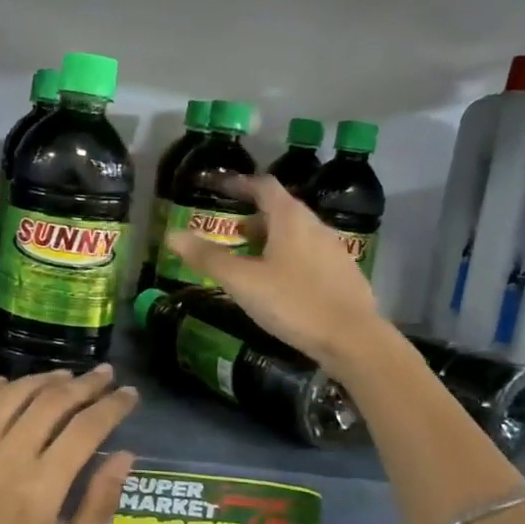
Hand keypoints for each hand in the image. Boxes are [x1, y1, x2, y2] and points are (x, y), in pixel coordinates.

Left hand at [0, 366, 137, 523]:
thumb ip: (98, 506)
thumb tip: (125, 455)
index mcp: (41, 489)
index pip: (87, 428)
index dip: (113, 406)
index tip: (128, 394)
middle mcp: (3, 459)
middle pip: (52, 402)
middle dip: (85, 384)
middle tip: (103, 376)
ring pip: (10, 395)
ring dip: (42, 379)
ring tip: (63, 377)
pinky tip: (1, 385)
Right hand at [163, 173, 389, 374]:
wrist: (353, 339)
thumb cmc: (293, 303)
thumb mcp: (243, 282)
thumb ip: (208, 257)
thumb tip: (172, 235)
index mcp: (291, 219)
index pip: (263, 186)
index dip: (239, 184)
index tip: (219, 188)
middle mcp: (316, 226)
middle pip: (281, 210)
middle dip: (252, 217)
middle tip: (229, 233)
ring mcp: (334, 250)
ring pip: (296, 234)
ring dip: (270, 239)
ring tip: (249, 260)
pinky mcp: (343, 274)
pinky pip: (309, 255)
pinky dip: (288, 258)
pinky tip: (279, 284)